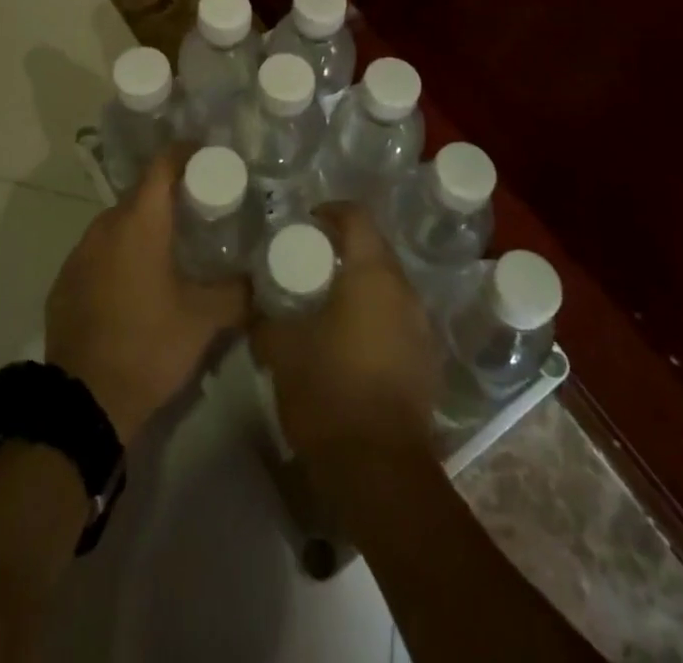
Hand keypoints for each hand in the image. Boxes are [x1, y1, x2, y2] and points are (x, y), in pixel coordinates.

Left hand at [45, 146, 248, 442]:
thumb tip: (261, 278)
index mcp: (139, 222)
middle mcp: (105, 226)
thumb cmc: (149, 346)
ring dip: (144, 227)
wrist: (84, 403)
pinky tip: (138, 282)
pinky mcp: (65, 280)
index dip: (186, 154)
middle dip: (170, 196)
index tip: (210, 157)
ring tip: (173, 248)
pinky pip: (100, 251)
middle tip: (202, 209)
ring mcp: (80, 253)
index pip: (162, 165)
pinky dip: (121, 254)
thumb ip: (238, 292)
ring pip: (119, 224)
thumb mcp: (205, 320)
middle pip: (142, 194)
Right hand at [249, 202, 438, 470]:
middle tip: (311, 263)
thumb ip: (266, 318)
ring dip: (361, 286)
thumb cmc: (328, 391)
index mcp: (373, 275)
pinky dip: (375, 317)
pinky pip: (398, 320)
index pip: (357, 217)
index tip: (306, 222)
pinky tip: (350, 341)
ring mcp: (422, 328)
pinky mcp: (427, 362)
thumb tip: (255, 305)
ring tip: (328, 302)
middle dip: (345, 250)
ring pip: (389, 288)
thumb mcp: (281, 349)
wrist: (379, 471)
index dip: (331, 211)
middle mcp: (405, 292)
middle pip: (376, 251)